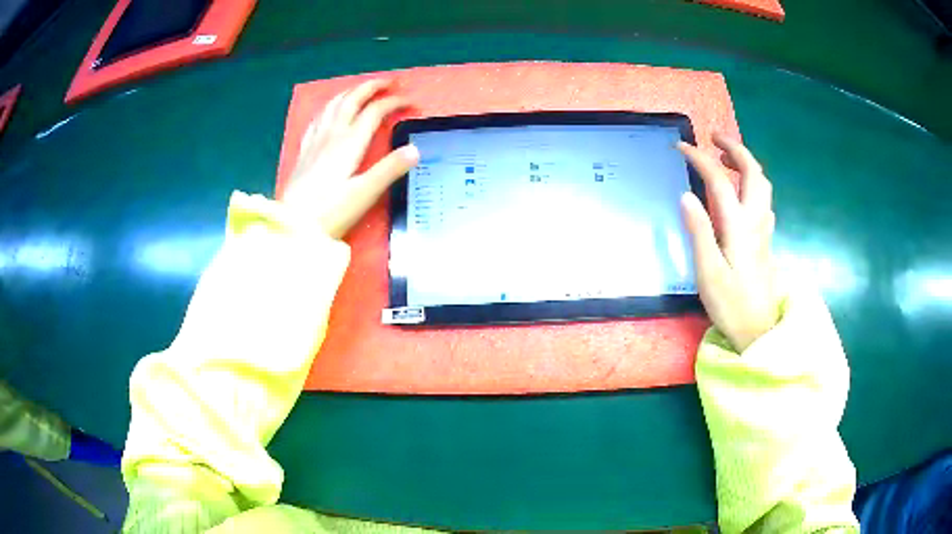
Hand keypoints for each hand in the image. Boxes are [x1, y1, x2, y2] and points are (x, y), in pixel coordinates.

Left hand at [282, 79, 419, 238]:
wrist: (292, 226)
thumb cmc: (329, 213)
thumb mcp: (364, 193)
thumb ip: (390, 170)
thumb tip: (415, 149)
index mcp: (349, 143)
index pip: (375, 112)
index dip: (395, 103)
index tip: (412, 102)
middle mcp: (331, 135)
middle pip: (352, 100)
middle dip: (373, 87)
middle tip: (390, 83)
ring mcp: (315, 141)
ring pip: (333, 105)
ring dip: (351, 92)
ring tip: (363, 90)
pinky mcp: (305, 151)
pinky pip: (318, 119)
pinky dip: (329, 107)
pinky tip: (330, 111)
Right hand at [678, 134, 779, 352]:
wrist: (759, 331)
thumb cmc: (731, 305)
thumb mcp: (708, 272)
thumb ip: (699, 231)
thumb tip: (687, 195)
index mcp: (738, 227)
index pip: (719, 181)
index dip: (700, 159)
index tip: (681, 147)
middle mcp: (755, 222)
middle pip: (753, 173)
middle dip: (735, 149)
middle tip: (714, 138)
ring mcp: (763, 230)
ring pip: (763, 185)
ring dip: (746, 163)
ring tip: (726, 159)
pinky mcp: (765, 240)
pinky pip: (764, 200)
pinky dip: (753, 183)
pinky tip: (742, 192)